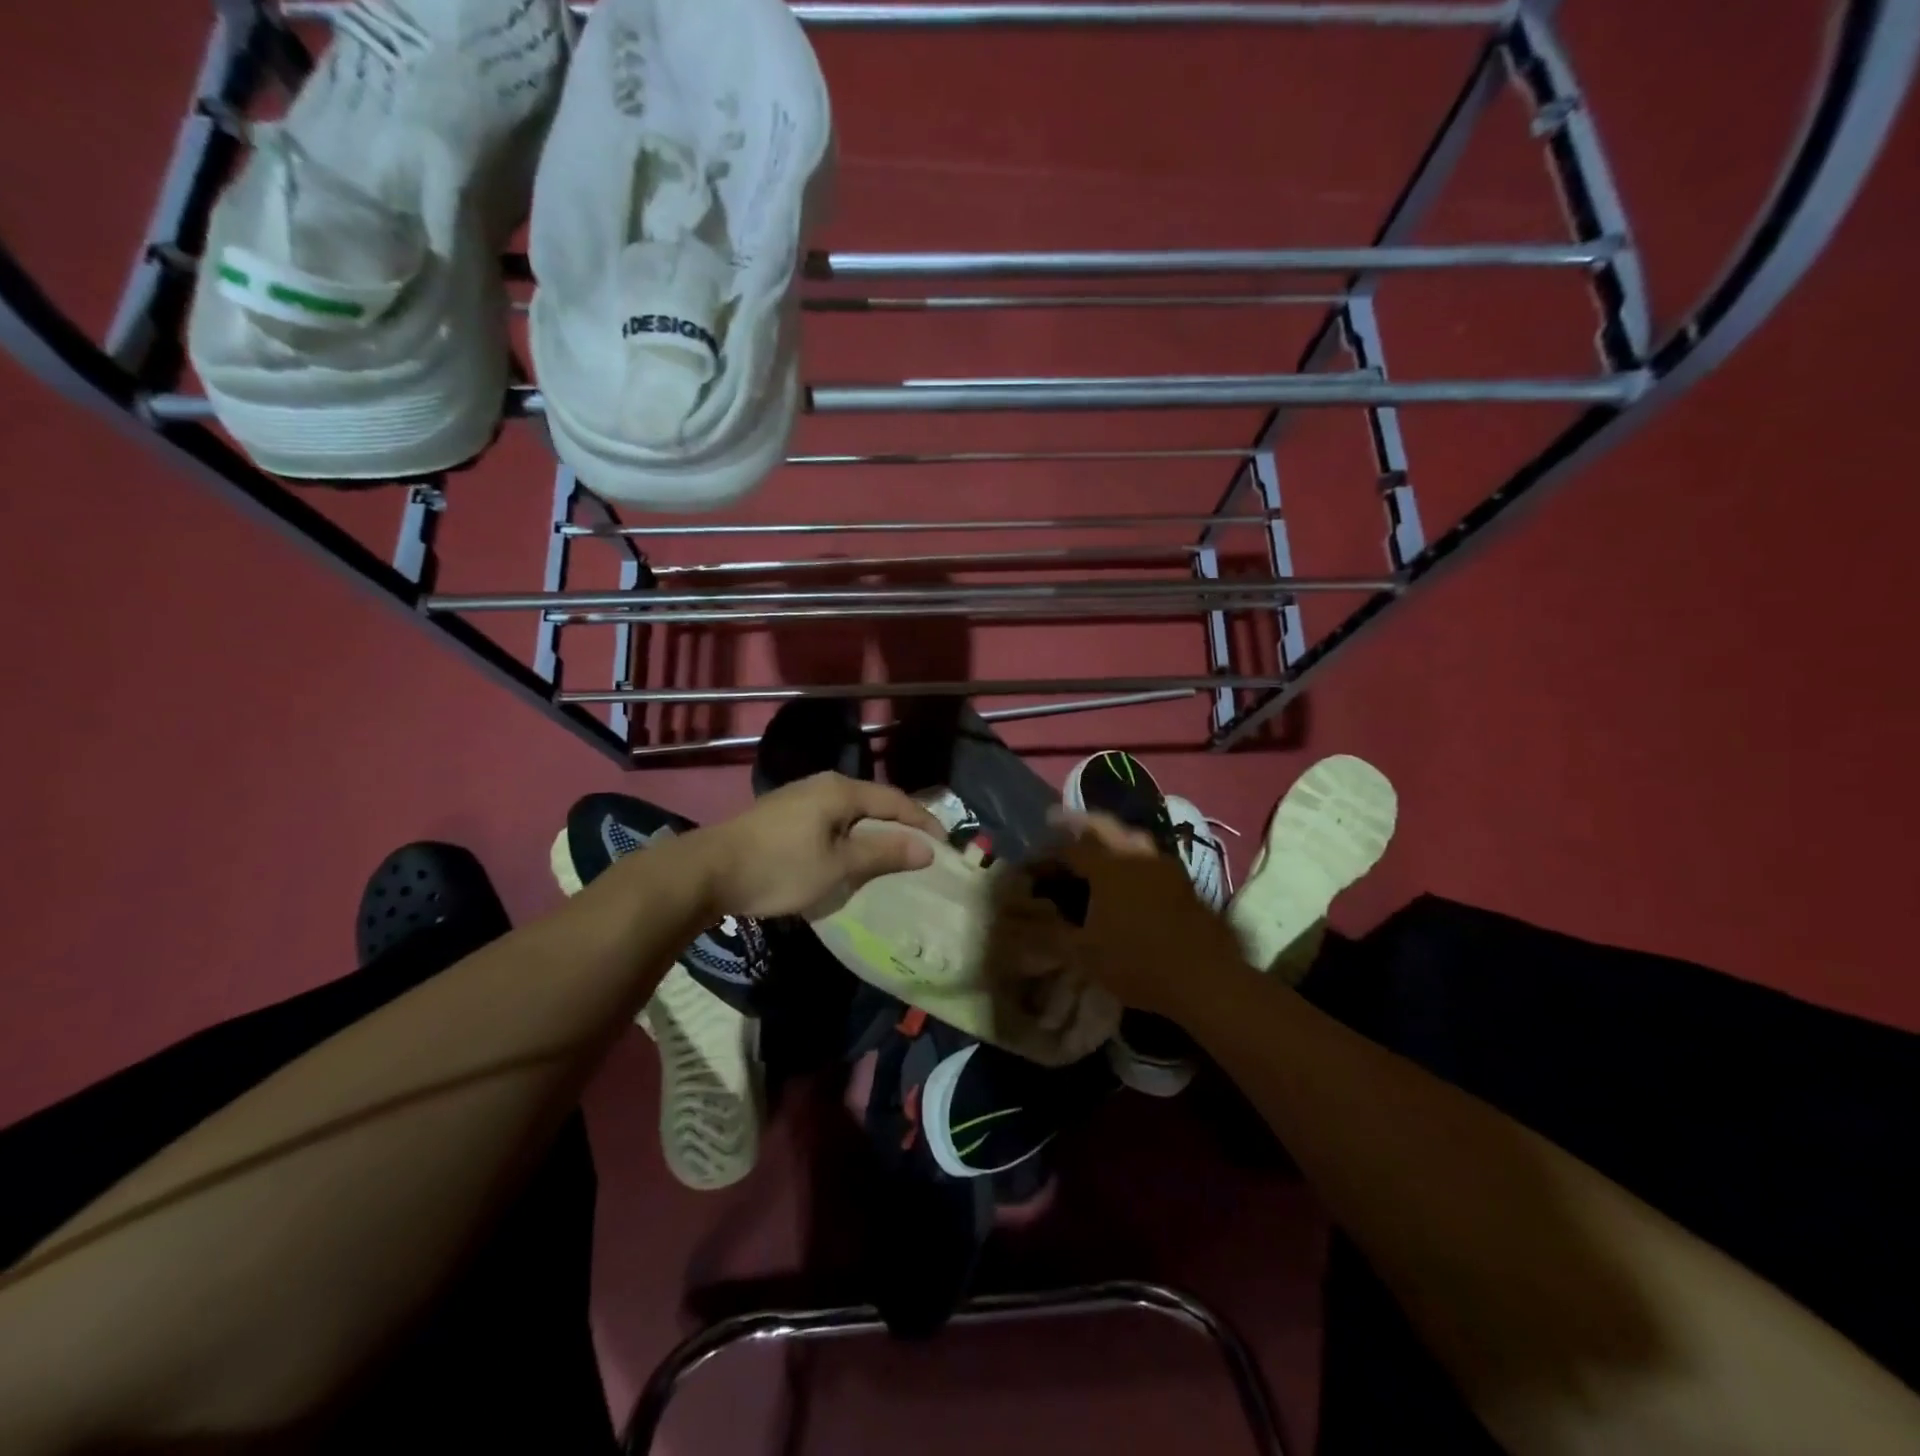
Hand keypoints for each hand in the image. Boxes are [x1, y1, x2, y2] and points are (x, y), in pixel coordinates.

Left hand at [693, 773, 944, 918]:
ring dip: (873, 832)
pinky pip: (830, 820)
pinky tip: (848, 856)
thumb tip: (926, 848)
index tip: (944, 846)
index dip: (922, 822)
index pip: (895, 801)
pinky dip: (849, 836)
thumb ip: (883, 853)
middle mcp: (823, 784)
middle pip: (873, 802)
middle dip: (899, 826)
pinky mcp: (783, 814)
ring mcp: (799, 797)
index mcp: (840, 790)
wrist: (707, 871)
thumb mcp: (837, 865)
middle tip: (920, 852)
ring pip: (850, 812)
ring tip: (890, 857)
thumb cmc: (779, 867)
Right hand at [993, 811, 1250, 1022]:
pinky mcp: (1183, 880)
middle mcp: (1136, 855)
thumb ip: (1050, 933)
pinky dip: (1130, 854)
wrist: (1206, 979)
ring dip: (1108, 836)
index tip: (1031, 865)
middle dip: (1077, 824)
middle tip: (1057, 823)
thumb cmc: (1138, 964)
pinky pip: (1148, 855)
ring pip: (1130, 836)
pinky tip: (1127, 873)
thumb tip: (1021, 921)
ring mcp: (1164, 865)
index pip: (1069, 848)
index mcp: (1108, 867)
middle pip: (1102, 826)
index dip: (1046, 854)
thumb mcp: (1084, 954)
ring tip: (1093, 846)